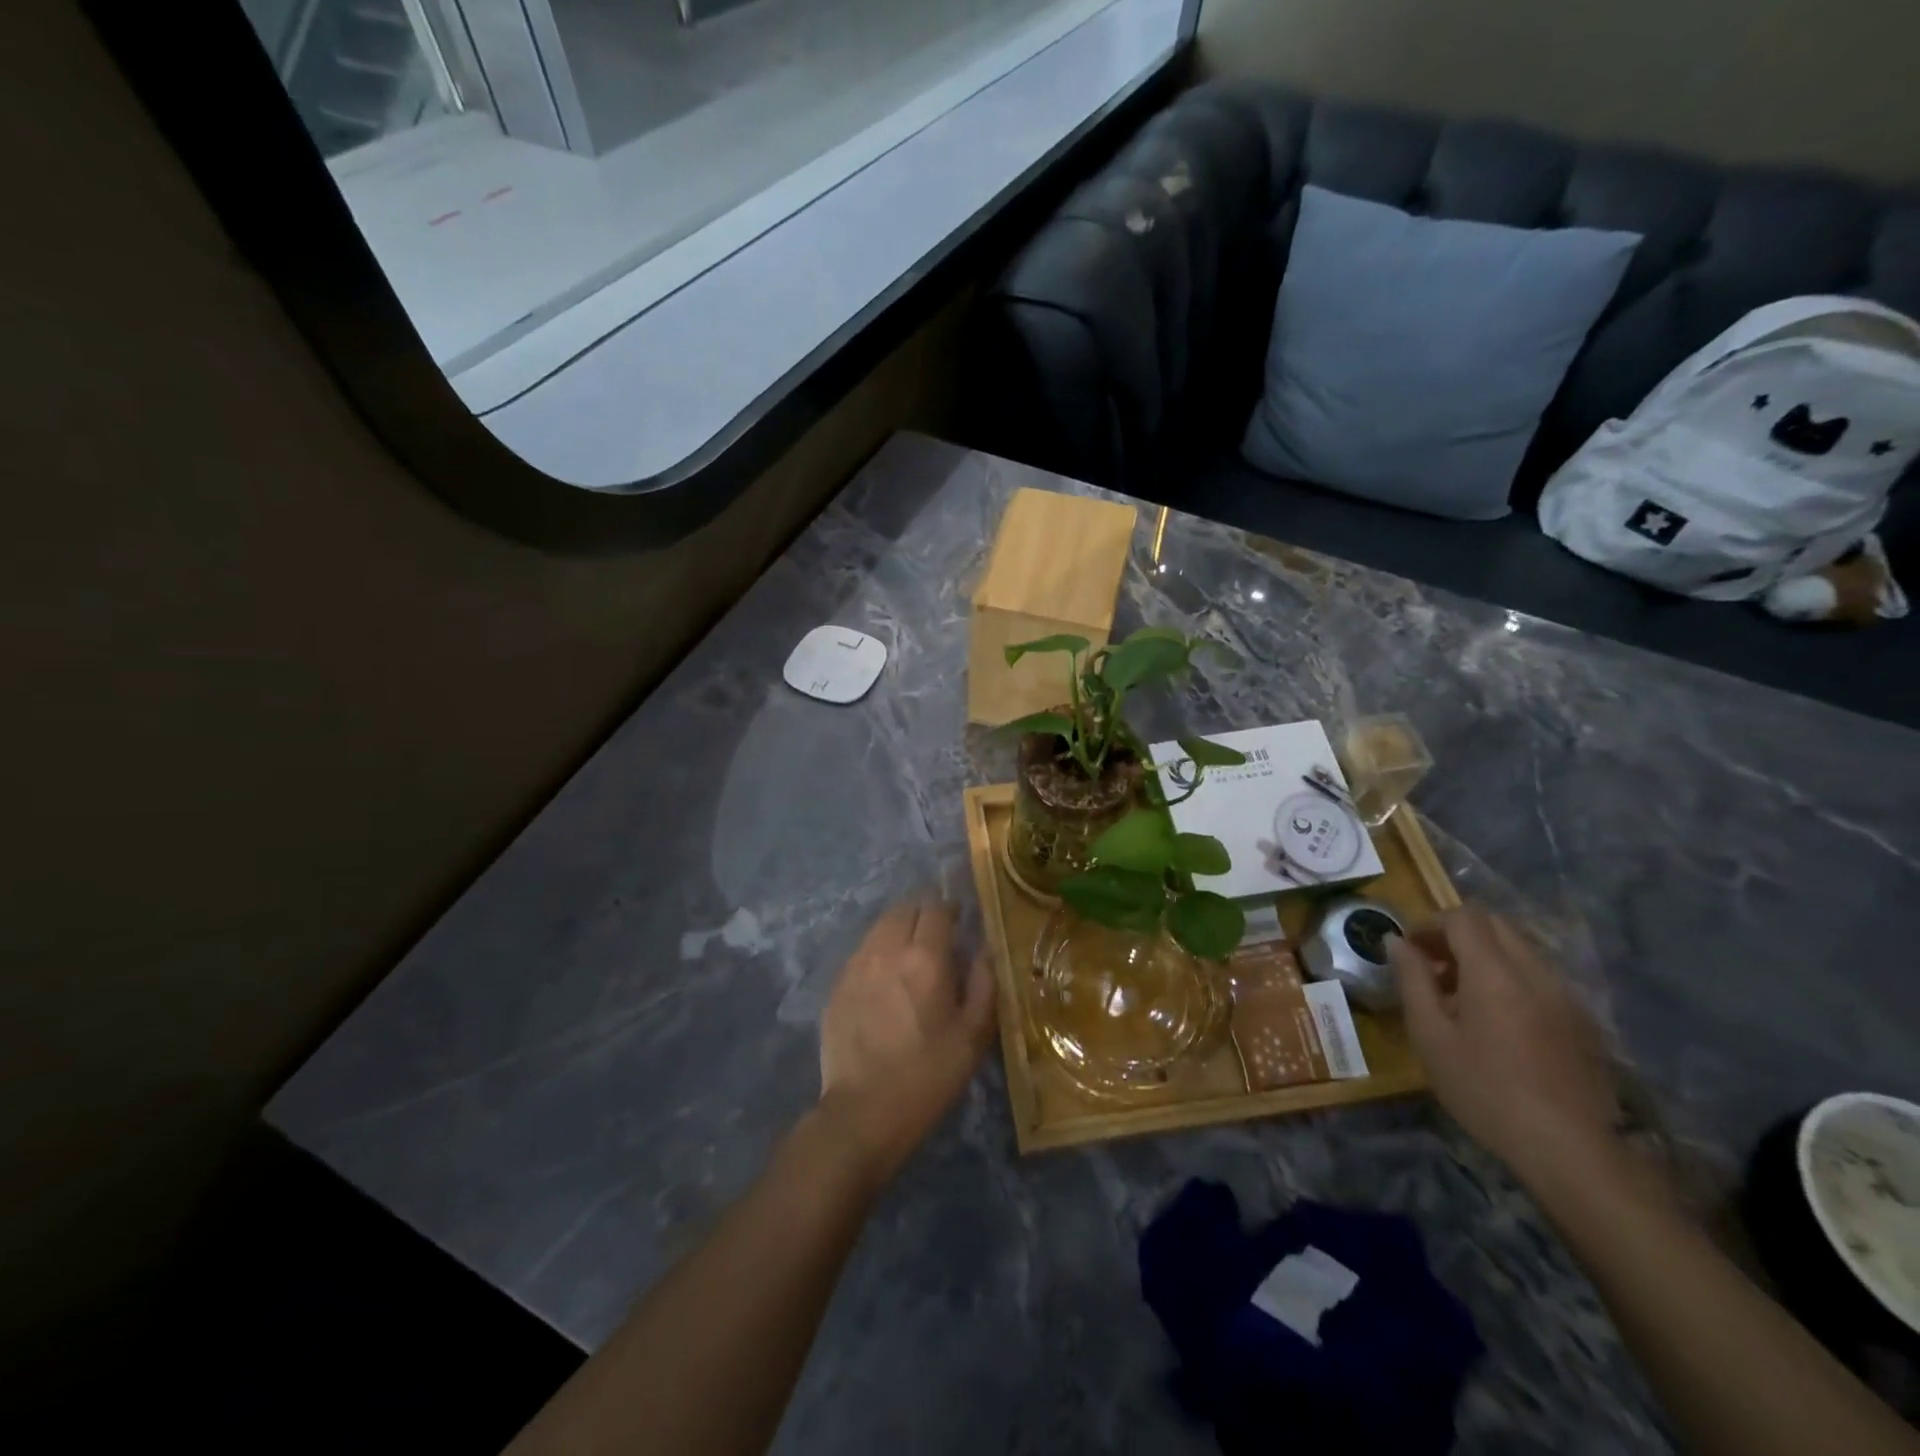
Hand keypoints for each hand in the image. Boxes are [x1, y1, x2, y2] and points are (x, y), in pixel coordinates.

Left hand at [817, 902, 996, 1184]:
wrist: (863, 1113)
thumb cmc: (928, 1076)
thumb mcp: (973, 1036)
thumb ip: (984, 982)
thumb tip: (986, 947)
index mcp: (925, 958)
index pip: (936, 908)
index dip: (950, 907)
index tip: (960, 917)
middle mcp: (887, 950)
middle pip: (904, 908)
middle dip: (924, 912)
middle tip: (938, 932)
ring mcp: (856, 965)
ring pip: (880, 926)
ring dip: (899, 928)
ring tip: (911, 952)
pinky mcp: (837, 985)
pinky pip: (862, 951)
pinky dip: (878, 951)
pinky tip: (885, 977)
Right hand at [1388, 905, 1618, 1183]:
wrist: (1569, 1149)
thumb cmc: (1484, 1088)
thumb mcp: (1430, 1035)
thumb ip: (1412, 980)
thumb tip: (1396, 942)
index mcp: (1495, 971)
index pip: (1463, 917)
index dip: (1430, 923)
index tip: (1409, 948)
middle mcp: (1535, 972)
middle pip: (1495, 926)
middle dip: (1457, 935)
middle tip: (1431, 966)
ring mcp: (1565, 996)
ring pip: (1520, 951)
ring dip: (1485, 957)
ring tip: (1460, 997)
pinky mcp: (1582, 1022)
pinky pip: (1540, 979)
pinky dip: (1510, 980)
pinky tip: (1498, 1023)